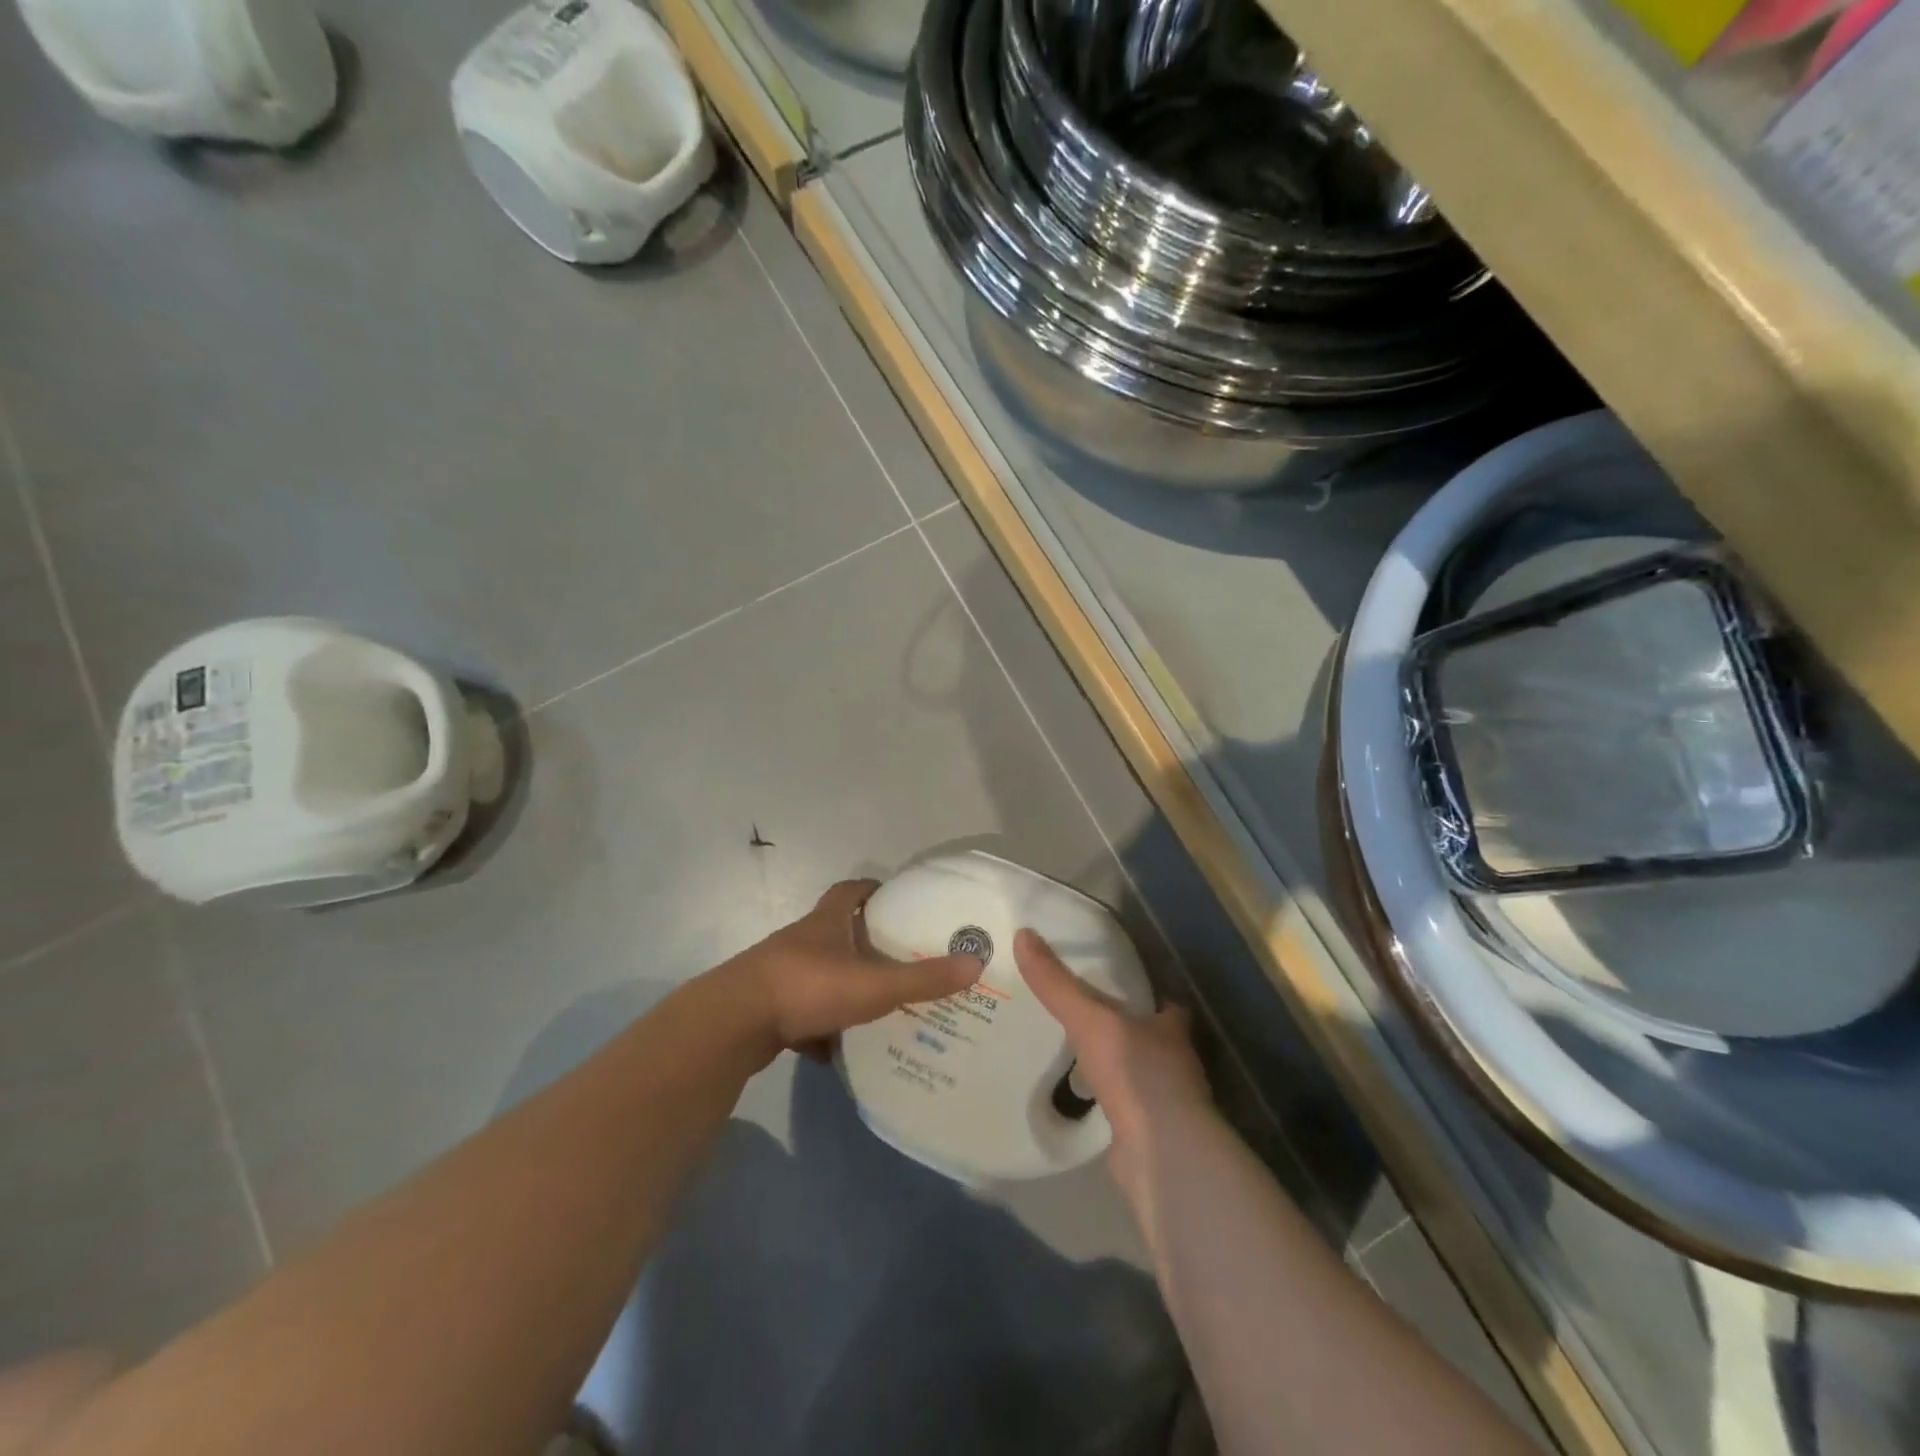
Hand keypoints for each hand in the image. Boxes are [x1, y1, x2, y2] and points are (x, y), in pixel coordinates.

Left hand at [721, 879, 983, 1064]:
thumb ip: (923, 978)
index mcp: (826, 922)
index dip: (872, 890)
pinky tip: (838, 1050)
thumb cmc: (808, 987)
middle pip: (836, 932)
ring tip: (877, 1005)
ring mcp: (781, 974)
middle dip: (864, 943)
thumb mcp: (874, 983)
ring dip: (843, 986)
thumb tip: (975, 963)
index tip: (894, 899)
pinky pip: (801, 1014)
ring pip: (819, 975)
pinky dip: (820, 1027)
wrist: (734, 1023)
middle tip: (899, 958)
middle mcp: (802, 941)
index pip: (850, 891)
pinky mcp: (767, 1009)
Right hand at [1013, 928, 1215, 1213]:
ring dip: (1110, 1063)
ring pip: (1132, 1071)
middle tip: (1078, 1013)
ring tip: (1068, 1050)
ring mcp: (1163, 1101)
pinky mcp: (1146, 1133)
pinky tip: (1074, 1094)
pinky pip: (1119, 1104)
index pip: (1162, 1001)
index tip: (1110, 981)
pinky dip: (1102, 1098)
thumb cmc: (1137, 1074)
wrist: (1161, 1155)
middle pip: (1146, 1035)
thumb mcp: (1090, 1019)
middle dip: (1119, 1027)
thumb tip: (1022, 934)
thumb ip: (1057, 984)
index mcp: (1171, 1027)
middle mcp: (1174, 1061)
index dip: (1141, 992)